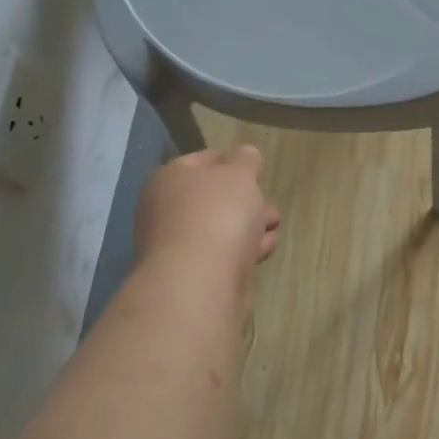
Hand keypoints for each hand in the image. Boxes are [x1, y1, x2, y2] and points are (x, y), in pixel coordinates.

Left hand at [133, 146, 281, 282]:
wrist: (199, 283)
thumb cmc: (217, 215)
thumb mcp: (239, 175)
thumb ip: (245, 160)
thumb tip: (245, 154)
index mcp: (170, 179)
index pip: (204, 160)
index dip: (233, 162)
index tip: (257, 173)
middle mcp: (165, 209)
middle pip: (214, 198)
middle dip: (247, 201)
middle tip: (268, 207)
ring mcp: (175, 246)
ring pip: (221, 227)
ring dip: (249, 227)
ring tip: (272, 231)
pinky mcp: (191, 275)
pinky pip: (222, 255)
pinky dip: (242, 252)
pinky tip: (261, 252)